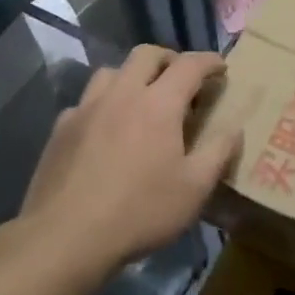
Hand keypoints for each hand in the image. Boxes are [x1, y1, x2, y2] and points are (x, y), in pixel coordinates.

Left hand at [0, 45, 235, 287]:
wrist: (64, 239)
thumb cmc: (139, 212)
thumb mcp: (194, 189)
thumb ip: (219, 152)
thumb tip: (234, 128)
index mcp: (159, 103)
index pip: (189, 64)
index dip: (209, 61)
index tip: (221, 68)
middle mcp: (122, 93)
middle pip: (147, 55)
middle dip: (170, 59)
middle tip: (182, 79)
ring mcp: (86, 108)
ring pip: (112, 71)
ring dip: (132, 76)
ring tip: (141, 99)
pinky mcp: (61, 129)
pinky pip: (85, 102)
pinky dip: (102, 104)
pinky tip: (105, 129)